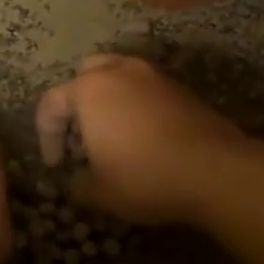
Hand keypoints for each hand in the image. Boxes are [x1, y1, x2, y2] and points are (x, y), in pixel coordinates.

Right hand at [35, 55, 244, 224]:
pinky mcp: (181, 89)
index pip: (52, 103)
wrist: (216, 171)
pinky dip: (136, 106)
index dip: (46, 136)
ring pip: (119, 77)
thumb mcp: (99, 192)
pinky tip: (142, 137)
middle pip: (85, 76)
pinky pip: (145, 90)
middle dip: (76, 104)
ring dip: (108, 101)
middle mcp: (119, 72)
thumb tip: (76, 183)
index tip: (56, 165)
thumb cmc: (144, 177)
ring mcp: (154, 76)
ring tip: (111, 134)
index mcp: (89, 90)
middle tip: (80, 137)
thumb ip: (78, 185)